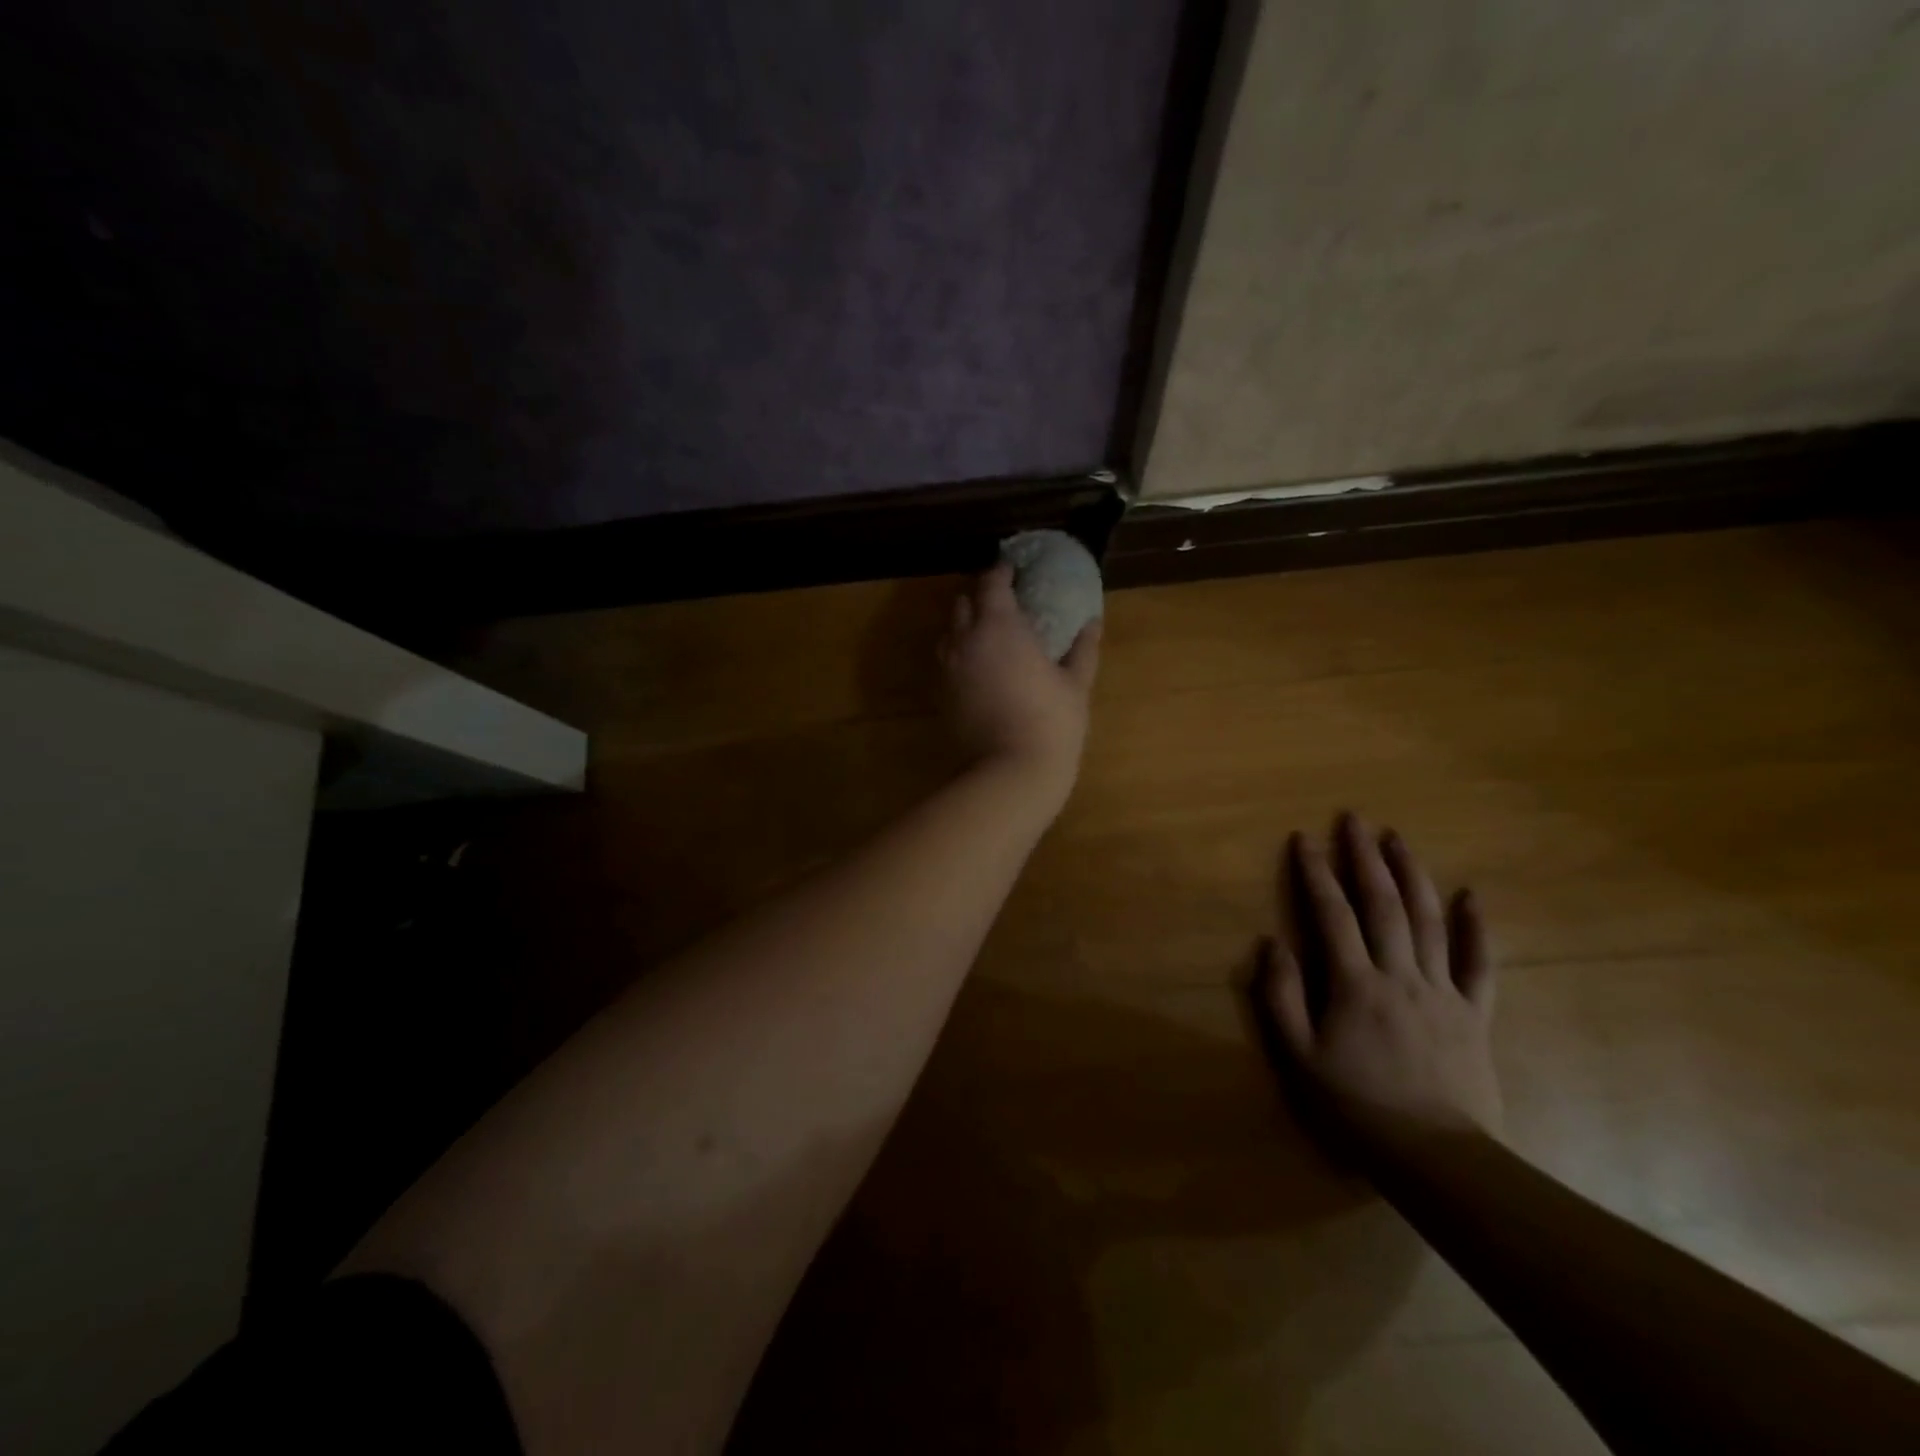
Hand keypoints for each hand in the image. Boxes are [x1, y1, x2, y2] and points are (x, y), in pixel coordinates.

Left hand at [939, 563, 1100, 808]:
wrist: (1009, 773)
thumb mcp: (1075, 684)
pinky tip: (976, 666)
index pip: (992, 583)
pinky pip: (944, 660)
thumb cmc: (1051, 723)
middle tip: (1002, 602)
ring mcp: (947, 667)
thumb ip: (1083, 649)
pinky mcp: (939, 694)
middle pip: (962, 602)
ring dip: (964, 624)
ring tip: (986, 634)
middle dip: (980, 595)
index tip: (1014, 572)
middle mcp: (965, 639)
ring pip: (948, 631)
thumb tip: (1093, 622)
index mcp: (1000, 626)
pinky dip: (957, 653)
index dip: (1001, 573)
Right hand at [1258, 813, 1500, 1140]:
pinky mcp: (1474, 1013)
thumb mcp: (1298, 1057)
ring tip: (1398, 838)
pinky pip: (1479, 963)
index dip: (1316, 873)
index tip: (1304, 839)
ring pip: (1428, 920)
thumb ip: (1280, 997)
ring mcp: (1442, 991)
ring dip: (1412, 874)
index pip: (1332, 914)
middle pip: (1383, 904)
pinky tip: (1472, 895)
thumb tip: (1272, 943)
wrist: (1436, 1158)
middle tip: (1355, 819)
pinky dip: (1476, 927)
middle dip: (1365, 857)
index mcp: (1354, 984)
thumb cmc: (1356, 1107)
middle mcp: (1399, 975)